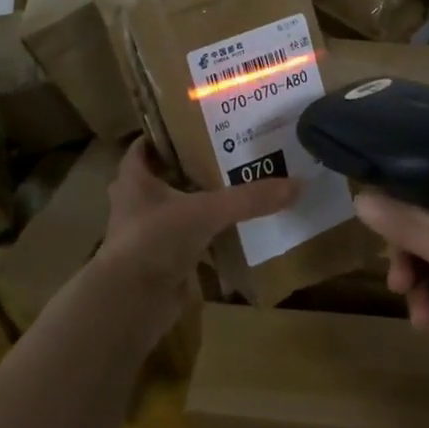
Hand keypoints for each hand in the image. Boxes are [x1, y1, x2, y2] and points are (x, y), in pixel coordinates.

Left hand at [93, 141, 299, 342]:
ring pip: (175, 210)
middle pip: (163, 177)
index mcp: (134, 179)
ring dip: (198, 203)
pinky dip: (205, 237)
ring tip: (235, 189)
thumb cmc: (156, 240)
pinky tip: (233, 231)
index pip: (146, 146)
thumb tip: (296, 184)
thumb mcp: (206, 211)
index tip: (199, 125)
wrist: (131, 302)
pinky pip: (186, 241)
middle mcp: (135, 203)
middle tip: (227, 154)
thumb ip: (248, 199)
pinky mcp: (159, 261)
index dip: (167, 134)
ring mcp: (146, 234)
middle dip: (191, 167)